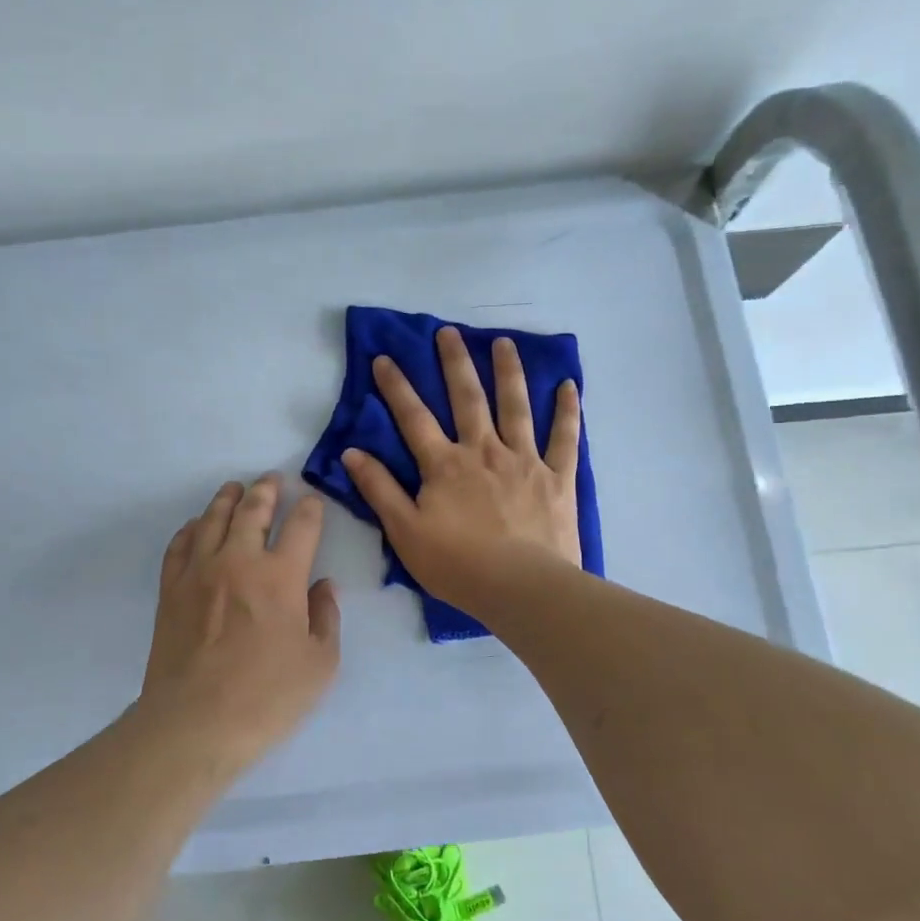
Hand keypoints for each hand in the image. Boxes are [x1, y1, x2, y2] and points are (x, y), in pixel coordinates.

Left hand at [135, 473, 340, 764]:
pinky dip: (191, 528)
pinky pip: (180, 545)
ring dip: (227, 499)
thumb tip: (323, 586)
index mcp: (281, 576)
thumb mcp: (320, 665)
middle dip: (266, 490)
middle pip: (253, 510)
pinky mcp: (171, 589)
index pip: (301, 526)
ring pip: (213, 519)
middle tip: (271, 479)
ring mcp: (200, 572)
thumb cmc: (267, 698)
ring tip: (234, 488)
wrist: (195, 723)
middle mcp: (239, 561)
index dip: (310, 509)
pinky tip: (197, 526)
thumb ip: (326, 618)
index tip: (312, 502)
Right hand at [343, 327, 581, 616]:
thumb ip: (379, 490)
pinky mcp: (557, 477)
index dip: (396, 387)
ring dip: (508, 372)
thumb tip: (352, 453)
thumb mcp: (405, 532)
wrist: (521, 588)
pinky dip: (567, 411)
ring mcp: (524, 460)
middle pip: (467, 399)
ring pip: (516, 406)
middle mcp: (483, 451)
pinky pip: (564, 437)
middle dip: (455, 363)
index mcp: (444, 465)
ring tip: (504, 343)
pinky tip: (568, 386)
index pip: (413, 417)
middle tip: (449, 332)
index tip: (384, 357)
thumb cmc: (457, 564)